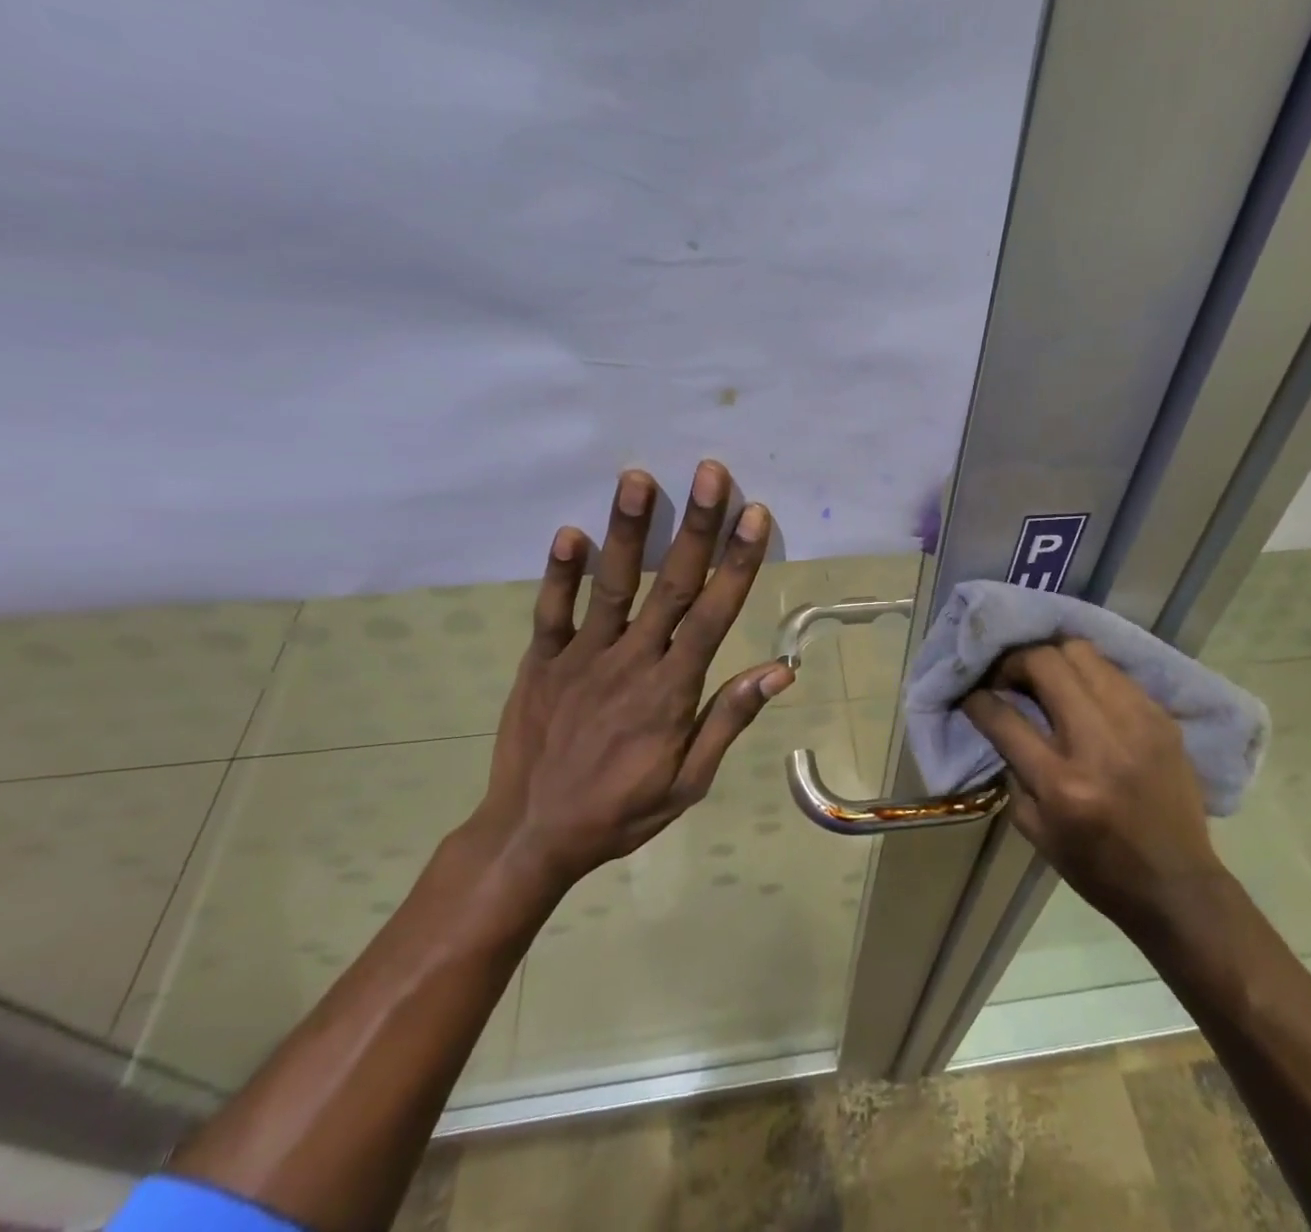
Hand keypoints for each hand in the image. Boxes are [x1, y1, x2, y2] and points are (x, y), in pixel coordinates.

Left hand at [468, 460, 791, 904]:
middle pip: (669, 584)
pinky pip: (551, 611)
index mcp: (671, 690)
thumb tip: (780, 670)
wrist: (531, 837)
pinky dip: (560, 572)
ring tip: (637, 478)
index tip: (753, 515)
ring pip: (611, 585)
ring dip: (626, 530)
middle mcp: (630, 661)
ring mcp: (580, 658)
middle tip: (709, 472)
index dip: (736, 562)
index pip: (713, 614)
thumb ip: (729, 719)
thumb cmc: (620, 811)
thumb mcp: (689, 781)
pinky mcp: (540, 662)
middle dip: (694, 526)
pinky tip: (570, 531)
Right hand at [962, 640, 1226, 934]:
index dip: (978, 699)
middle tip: (1008, 677)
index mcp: (1062, 783)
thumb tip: (1001, 721)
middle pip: (1044, 663)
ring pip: (1081, 652)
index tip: (972, 694)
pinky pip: (1113, 672)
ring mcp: (1136, 723)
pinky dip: (1088, 674)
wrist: (1177, 885)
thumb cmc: (1097, 868)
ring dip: (1052, 658)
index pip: (1004, 717)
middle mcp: (1098, 744)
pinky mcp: (1161, 717)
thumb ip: (1014, 770)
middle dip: (1014, 661)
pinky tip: (1082, 692)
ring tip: (1044, 677)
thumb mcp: (1036, 829)